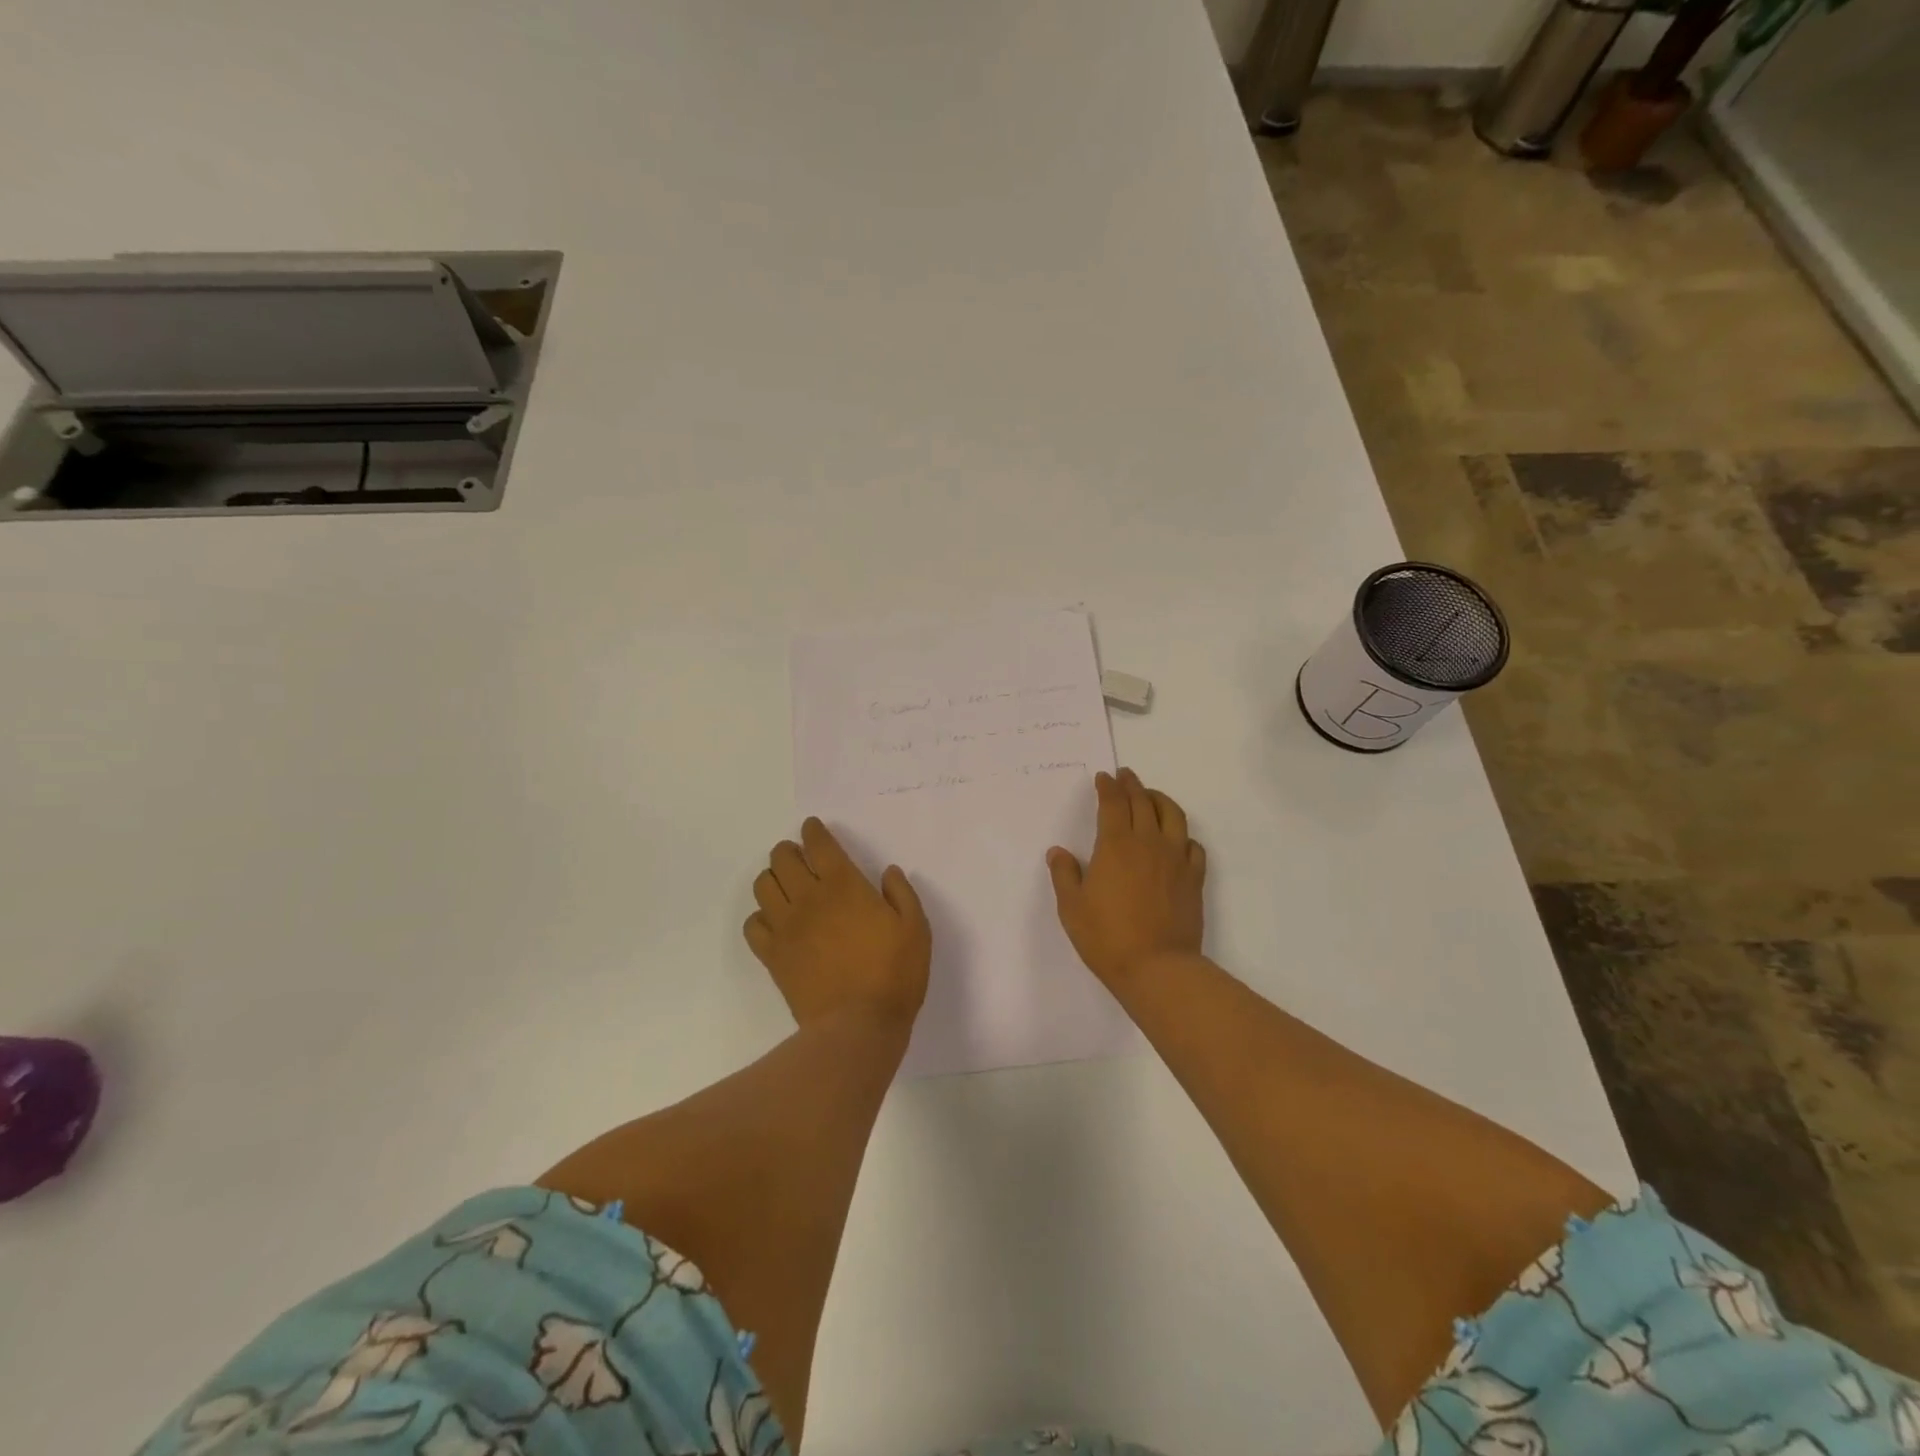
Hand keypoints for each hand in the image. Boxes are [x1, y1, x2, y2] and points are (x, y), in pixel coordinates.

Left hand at [745, 817, 931, 1034]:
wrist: (858, 1026)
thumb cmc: (894, 974)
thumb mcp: (915, 929)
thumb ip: (901, 894)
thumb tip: (888, 872)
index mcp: (844, 885)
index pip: (819, 845)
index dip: (813, 831)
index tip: (813, 828)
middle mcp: (809, 898)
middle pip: (782, 858)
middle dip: (789, 850)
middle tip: (800, 857)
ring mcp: (786, 926)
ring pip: (763, 885)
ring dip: (773, 878)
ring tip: (786, 886)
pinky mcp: (772, 955)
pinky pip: (753, 924)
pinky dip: (761, 916)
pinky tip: (776, 922)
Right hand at [1047, 768, 1204, 987]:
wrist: (1157, 968)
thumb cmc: (1106, 937)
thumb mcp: (1071, 907)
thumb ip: (1064, 875)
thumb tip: (1058, 852)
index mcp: (1116, 845)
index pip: (1113, 804)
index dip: (1108, 787)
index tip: (1104, 778)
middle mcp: (1148, 843)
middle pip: (1143, 802)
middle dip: (1132, 785)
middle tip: (1125, 776)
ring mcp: (1175, 860)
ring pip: (1173, 816)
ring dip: (1161, 799)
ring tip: (1152, 796)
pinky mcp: (1194, 879)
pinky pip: (1194, 846)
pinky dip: (1183, 835)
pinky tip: (1177, 839)